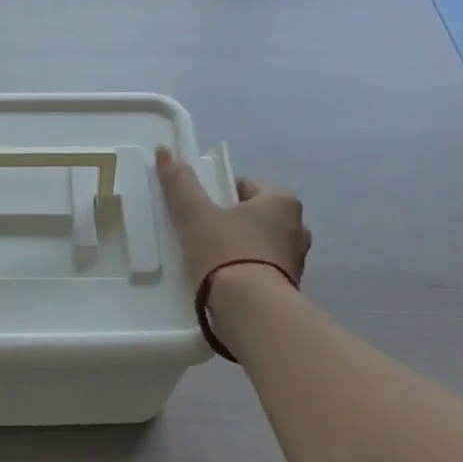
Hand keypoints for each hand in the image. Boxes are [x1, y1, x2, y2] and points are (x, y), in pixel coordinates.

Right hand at [155, 146, 309, 289]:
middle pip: (254, 216)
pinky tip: (224, 283)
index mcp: (282, 200)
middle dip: (231, 223)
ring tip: (210, 262)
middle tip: (201, 236)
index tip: (198, 211)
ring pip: (260, 244)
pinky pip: (263, 270)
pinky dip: (246, 272)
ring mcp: (298, 260)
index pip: (245, 187)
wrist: (251, 311)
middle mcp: (298, 226)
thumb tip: (164, 150)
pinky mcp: (290, 288)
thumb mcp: (195, 215)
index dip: (218, 195)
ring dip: (240, 249)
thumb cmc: (226, 252)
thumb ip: (180, 184)